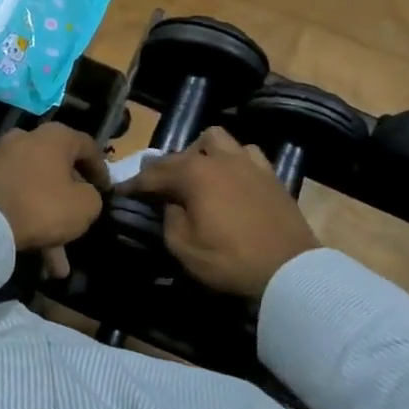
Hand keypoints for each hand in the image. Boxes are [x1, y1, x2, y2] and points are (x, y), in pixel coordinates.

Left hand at [0, 122, 110, 276]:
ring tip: (58, 265)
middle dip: (70, 203)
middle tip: (81, 223)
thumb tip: (83, 195)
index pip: (87, 147)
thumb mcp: (86, 205)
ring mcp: (2, 159)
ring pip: (36, 191)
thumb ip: (92, 196)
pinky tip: (38, 258)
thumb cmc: (43, 206)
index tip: (107, 191)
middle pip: (58, 171)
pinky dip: (27, 222)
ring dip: (49, 224)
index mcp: (55, 137)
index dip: (101, 171)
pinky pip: (16, 200)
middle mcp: (26, 139)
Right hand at [123, 127, 319, 298]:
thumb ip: (170, 219)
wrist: (289, 268)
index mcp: (194, 174)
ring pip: (216, 139)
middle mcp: (219, 158)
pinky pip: (246, 153)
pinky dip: (231, 159)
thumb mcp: (184, 247)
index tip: (119, 191)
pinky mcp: (270, 173)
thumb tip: (170, 204)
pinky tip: (230, 176)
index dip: (133, 184)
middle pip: (181, 153)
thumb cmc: (229, 260)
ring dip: (200, 152)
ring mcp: (248, 162)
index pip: (154, 174)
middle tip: (153, 184)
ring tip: (196, 172)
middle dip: (162, 167)